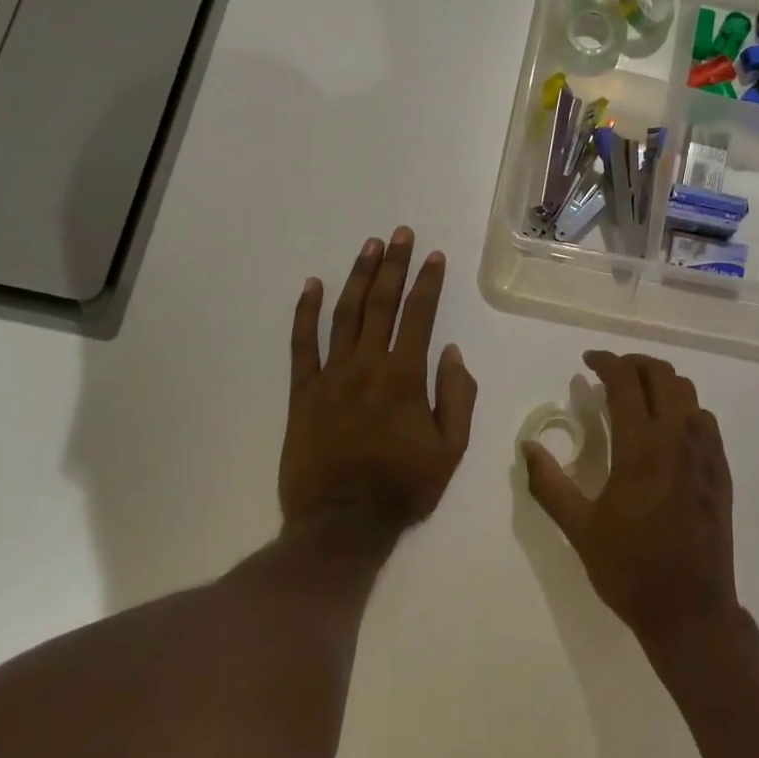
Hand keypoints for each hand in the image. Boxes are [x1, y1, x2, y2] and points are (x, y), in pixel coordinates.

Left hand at [279, 228, 477, 543]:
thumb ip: (457, 397)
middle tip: (401, 235)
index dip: (428, 283)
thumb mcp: (451, 449)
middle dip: (394, 265)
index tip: (435, 256)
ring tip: (369, 247)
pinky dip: (305, 313)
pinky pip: (301, 344)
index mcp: (405, 378)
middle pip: (381, 304)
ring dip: (358, 277)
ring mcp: (331, 376)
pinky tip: (312, 285)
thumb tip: (451, 352)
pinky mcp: (302, 392)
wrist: (341, 523)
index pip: (419, 317)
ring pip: (344, 314)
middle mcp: (367, 366)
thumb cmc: (403, 487)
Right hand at [522, 350, 739, 647]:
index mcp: (642, 447)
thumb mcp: (579, 529)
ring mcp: (705, 452)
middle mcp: (678, 437)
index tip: (588, 362)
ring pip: (687, 392)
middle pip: (661, 374)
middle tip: (610, 373)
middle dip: (633, 363)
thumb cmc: (630, 569)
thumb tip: (528, 447)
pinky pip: (704, 419)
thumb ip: (549, 484)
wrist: (690, 609)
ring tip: (636, 395)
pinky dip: (682, 407)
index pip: (626, 381)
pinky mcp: (720, 469)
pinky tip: (666, 429)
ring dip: (660, 382)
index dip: (605, 362)